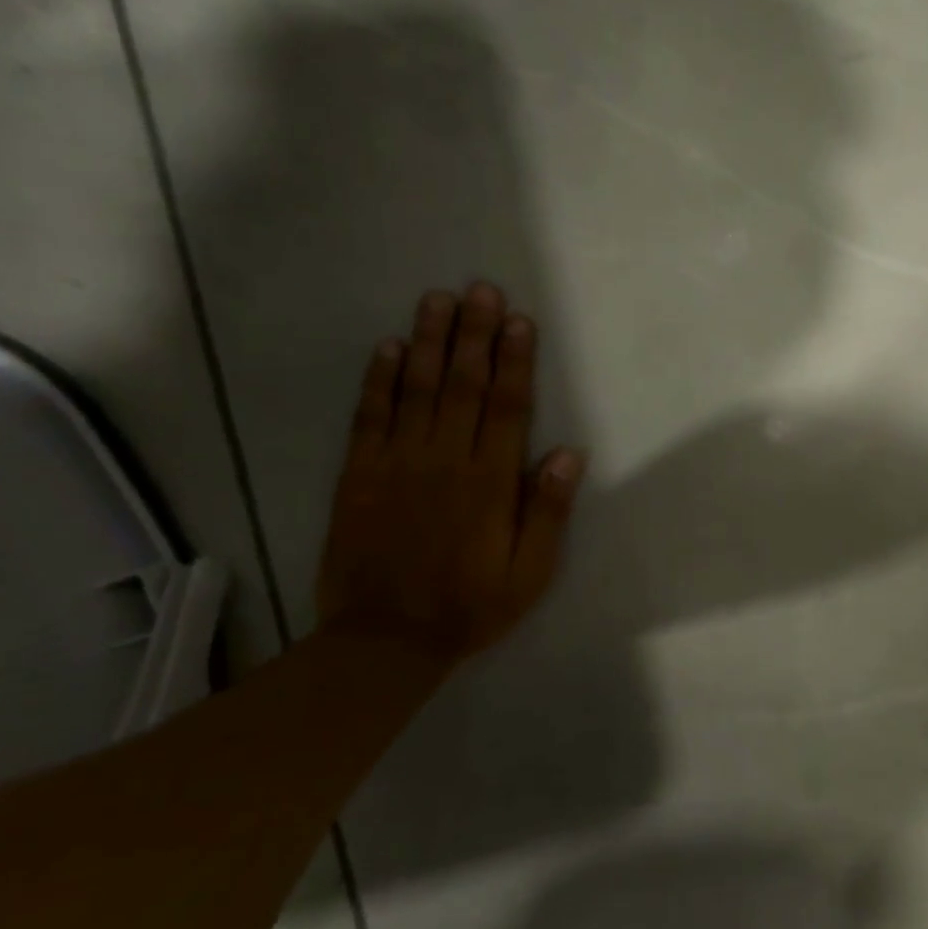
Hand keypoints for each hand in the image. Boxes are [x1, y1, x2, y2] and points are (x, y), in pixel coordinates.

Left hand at [315, 282, 584, 662]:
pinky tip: (386, 348)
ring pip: (415, 390)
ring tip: (437, 299)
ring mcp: (397, 464)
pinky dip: (377, 380)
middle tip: (479, 288)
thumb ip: (548, 511)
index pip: (507, 408)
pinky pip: (368, 418)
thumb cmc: (470, 604)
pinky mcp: (359, 475)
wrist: (384, 640)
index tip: (519, 320)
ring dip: (427, 341)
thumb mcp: (530, 572)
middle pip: (462, 386)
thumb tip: (568, 454)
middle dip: (474, 334)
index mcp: (489, 482)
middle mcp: (444, 460)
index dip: (515, 361)